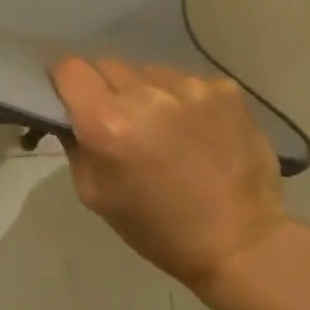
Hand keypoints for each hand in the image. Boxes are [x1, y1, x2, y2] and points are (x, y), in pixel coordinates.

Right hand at [50, 57, 289, 297]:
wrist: (242, 244)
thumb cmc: (157, 228)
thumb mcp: (93, 193)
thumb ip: (75, 143)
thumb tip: (71, 112)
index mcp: (106, 122)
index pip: (70, 68)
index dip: (67, 81)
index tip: (74, 98)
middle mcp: (145, 95)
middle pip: (107, 65)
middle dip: (106, 89)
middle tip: (121, 122)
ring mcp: (189, 88)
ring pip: (147, 72)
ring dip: (146, 94)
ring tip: (165, 128)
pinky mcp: (224, 90)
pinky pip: (185, 82)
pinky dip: (183, 100)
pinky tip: (196, 130)